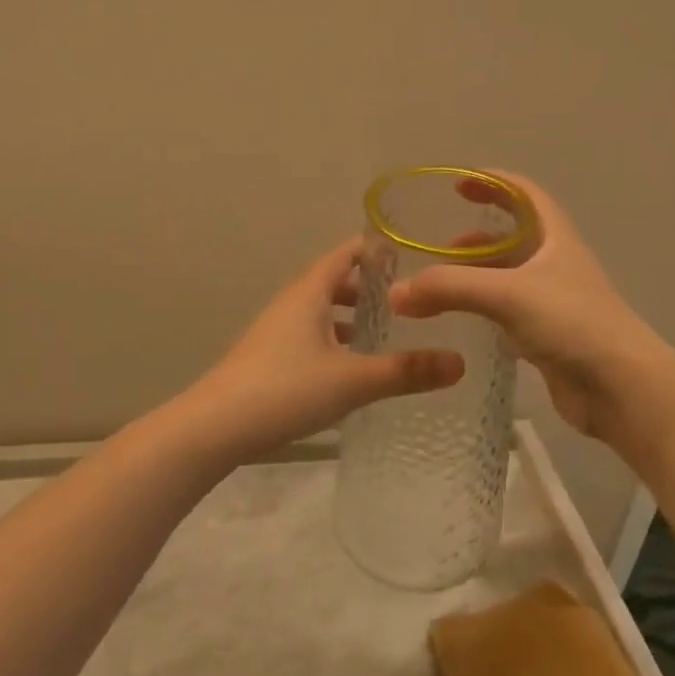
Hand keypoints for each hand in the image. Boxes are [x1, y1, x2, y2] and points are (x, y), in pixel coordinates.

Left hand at [183, 239, 464, 463]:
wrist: (215, 426)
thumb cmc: (285, 389)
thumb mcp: (353, 380)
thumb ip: (406, 371)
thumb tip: (460, 363)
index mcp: (309, 292)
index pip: (346, 253)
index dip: (376, 249)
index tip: (410, 252)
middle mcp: (291, 303)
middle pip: (333, 281)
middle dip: (368, 287)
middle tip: (408, 299)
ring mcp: (275, 331)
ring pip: (320, 312)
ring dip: (350, 317)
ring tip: (385, 332)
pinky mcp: (268, 358)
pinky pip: (310, 336)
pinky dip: (334, 340)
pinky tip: (350, 368)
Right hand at [387, 171, 673, 445]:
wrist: (622, 389)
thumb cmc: (572, 324)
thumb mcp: (507, 294)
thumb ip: (448, 288)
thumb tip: (396, 293)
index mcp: (555, 238)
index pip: (524, 194)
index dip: (493, 182)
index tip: (457, 184)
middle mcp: (556, 265)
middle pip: (513, 237)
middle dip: (476, 237)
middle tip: (439, 248)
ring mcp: (554, 303)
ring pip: (508, 278)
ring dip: (476, 275)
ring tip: (439, 287)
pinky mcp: (548, 337)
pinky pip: (508, 313)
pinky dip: (482, 310)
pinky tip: (461, 321)